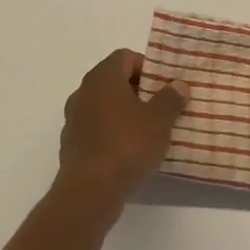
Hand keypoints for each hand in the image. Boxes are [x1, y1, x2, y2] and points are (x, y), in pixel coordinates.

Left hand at [55, 50, 186, 208]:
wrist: (89, 192)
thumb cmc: (126, 146)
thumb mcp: (159, 120)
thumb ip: (171, 98)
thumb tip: (178, 84)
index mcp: (102, 77)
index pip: (125, 57)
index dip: (147, 67)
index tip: (164, 87)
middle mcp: (83, 92)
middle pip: (114, 81)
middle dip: (138, 91)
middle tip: (161, 108)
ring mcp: (74, 119)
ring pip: (104, 106)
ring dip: (125, 114)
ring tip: (148, 133)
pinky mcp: (71, 145)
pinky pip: (96, 130)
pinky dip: (111, 134)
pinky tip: (128, 153)